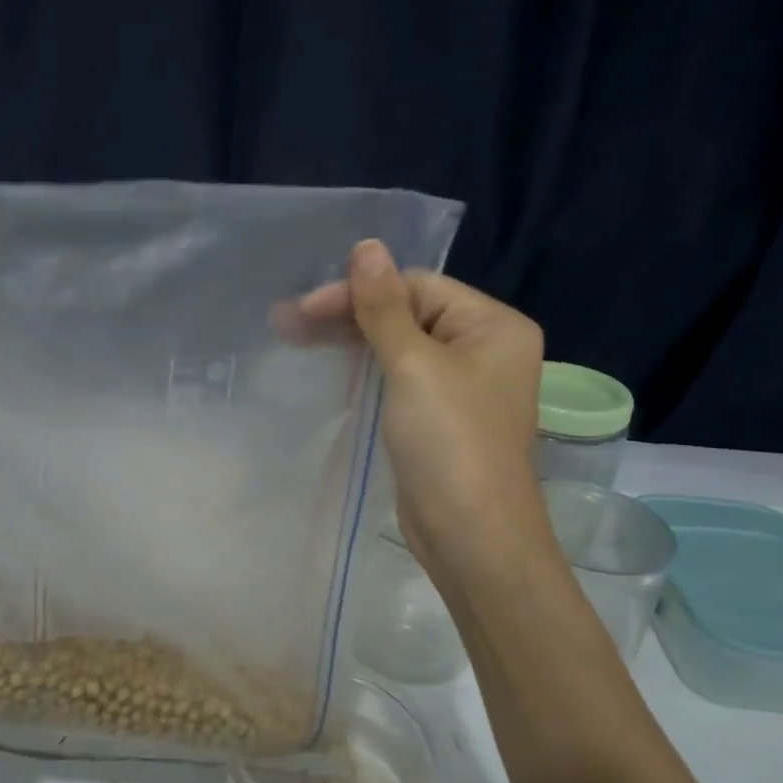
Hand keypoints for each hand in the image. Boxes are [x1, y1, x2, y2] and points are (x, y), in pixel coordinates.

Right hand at [298, 240, 546, 575]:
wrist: (472, 536)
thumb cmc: (450, 442)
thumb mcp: (414, 366)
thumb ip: (384, 307)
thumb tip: (366, 246)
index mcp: (493, 326)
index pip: (417, 286)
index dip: (359, 291)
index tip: (304, 308)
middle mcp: (484, 348)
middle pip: (407, 313)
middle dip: (348, 316)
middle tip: (288, 322)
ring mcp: (461, 385)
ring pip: (399, 346)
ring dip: (350, 341)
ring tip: (294, 338)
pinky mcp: (438, 417)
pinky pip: (399, 377)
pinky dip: (365, 369)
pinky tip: (329, 366)